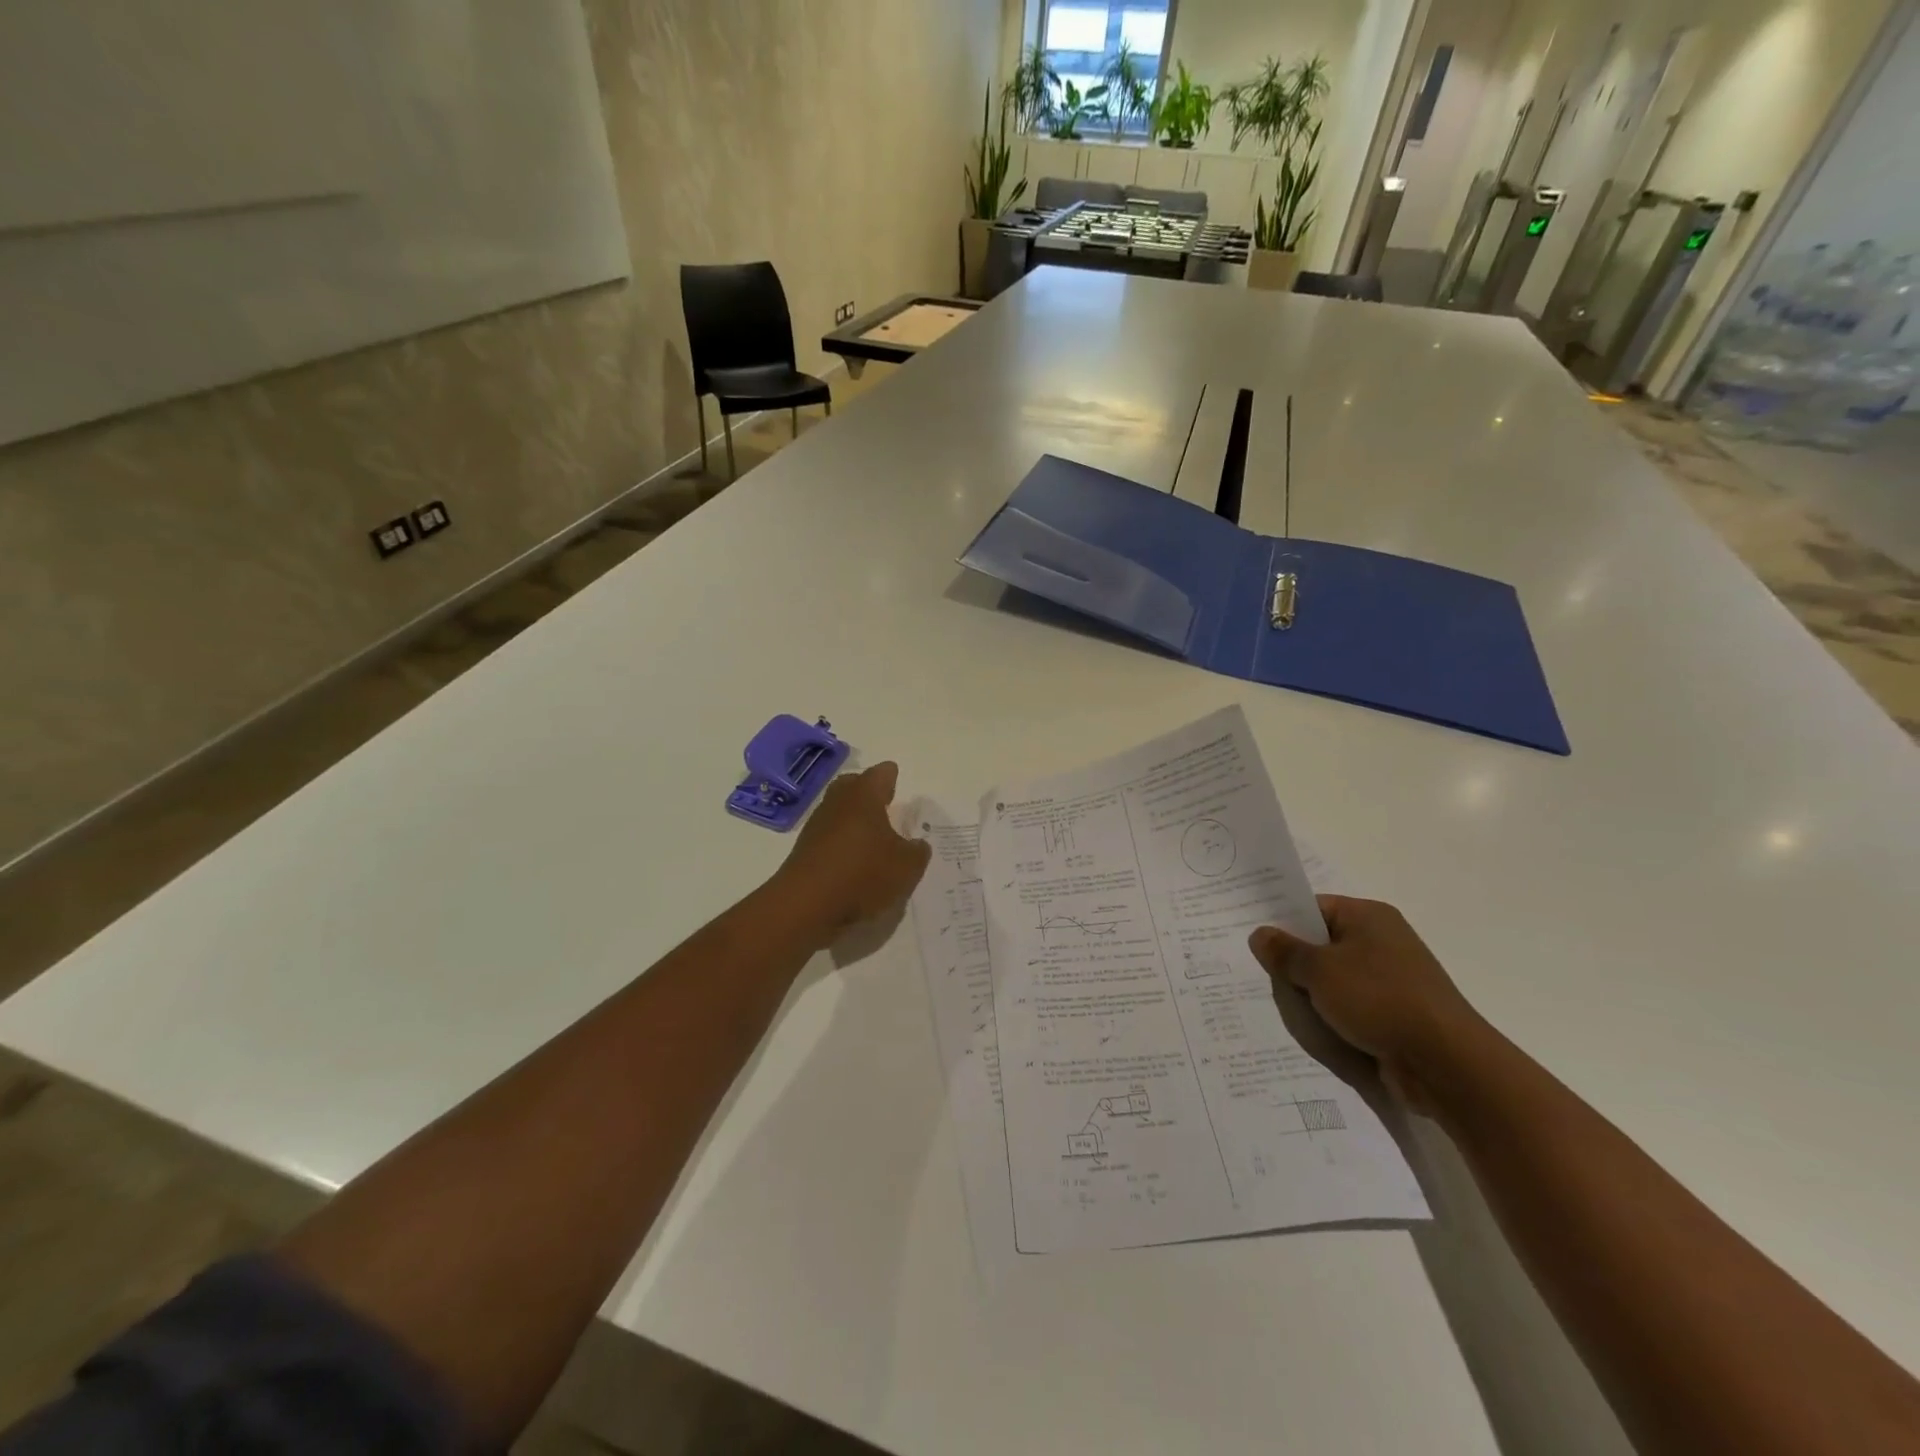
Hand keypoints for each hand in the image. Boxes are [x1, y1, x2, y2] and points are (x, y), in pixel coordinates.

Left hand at [774, 763, 931, 938]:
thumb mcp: (906, 867)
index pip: (881, 774)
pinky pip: (829, 837)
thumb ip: (917, 852)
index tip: (897, 783)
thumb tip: (917, 844)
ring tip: (874, 839)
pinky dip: (842, 843)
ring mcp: (817, 826)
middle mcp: (838, 802)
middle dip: (868, 793)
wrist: (805, 905)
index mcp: (864, 795)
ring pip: (839, 812)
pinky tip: (855, 862)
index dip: (892, 777)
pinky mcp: (805, 850)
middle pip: (853, 786)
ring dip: (854, 820)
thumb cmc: (862, 874)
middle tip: (885, 806)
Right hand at [1249, 897, 1486, 1113]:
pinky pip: (1351, 1007)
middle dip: (1293, 960)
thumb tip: (1260, 934)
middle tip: (1254, 970)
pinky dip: (1331, 1016)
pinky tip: (1307, 1027)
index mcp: (1369, 917)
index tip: (1252, 937)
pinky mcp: (1396, 1014)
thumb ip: (1285, 951)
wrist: (1447, 1064)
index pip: (1314, 907)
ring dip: (1311, 992)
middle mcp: (1383, 941)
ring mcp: (1392, 979)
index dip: (1282, 921)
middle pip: (1323, 943)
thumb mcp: (1319, 970)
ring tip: (1276, 1002)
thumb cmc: (1379, 1000)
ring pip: (1335, 979)